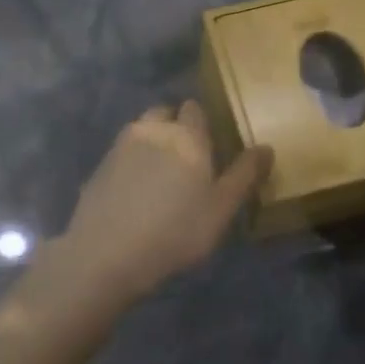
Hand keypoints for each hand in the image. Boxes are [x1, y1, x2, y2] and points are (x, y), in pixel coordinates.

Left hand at [54, 102, 272, 305]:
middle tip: (185, 161)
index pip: (195, 109)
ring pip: (140, 131)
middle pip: (164, 114)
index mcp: (186, 135)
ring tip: (159, 177)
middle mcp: (151, 130)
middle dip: (174, 127)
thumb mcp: (221, 209)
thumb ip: (245, 175)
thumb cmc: (176, 231)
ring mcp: (119, 147)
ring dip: (151, 143)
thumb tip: (266, 147)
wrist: (106, 254)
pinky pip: (121, 155)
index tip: (209, 148)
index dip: (202, 124)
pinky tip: (134, 193)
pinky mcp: (98, 167)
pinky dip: (130, 164)